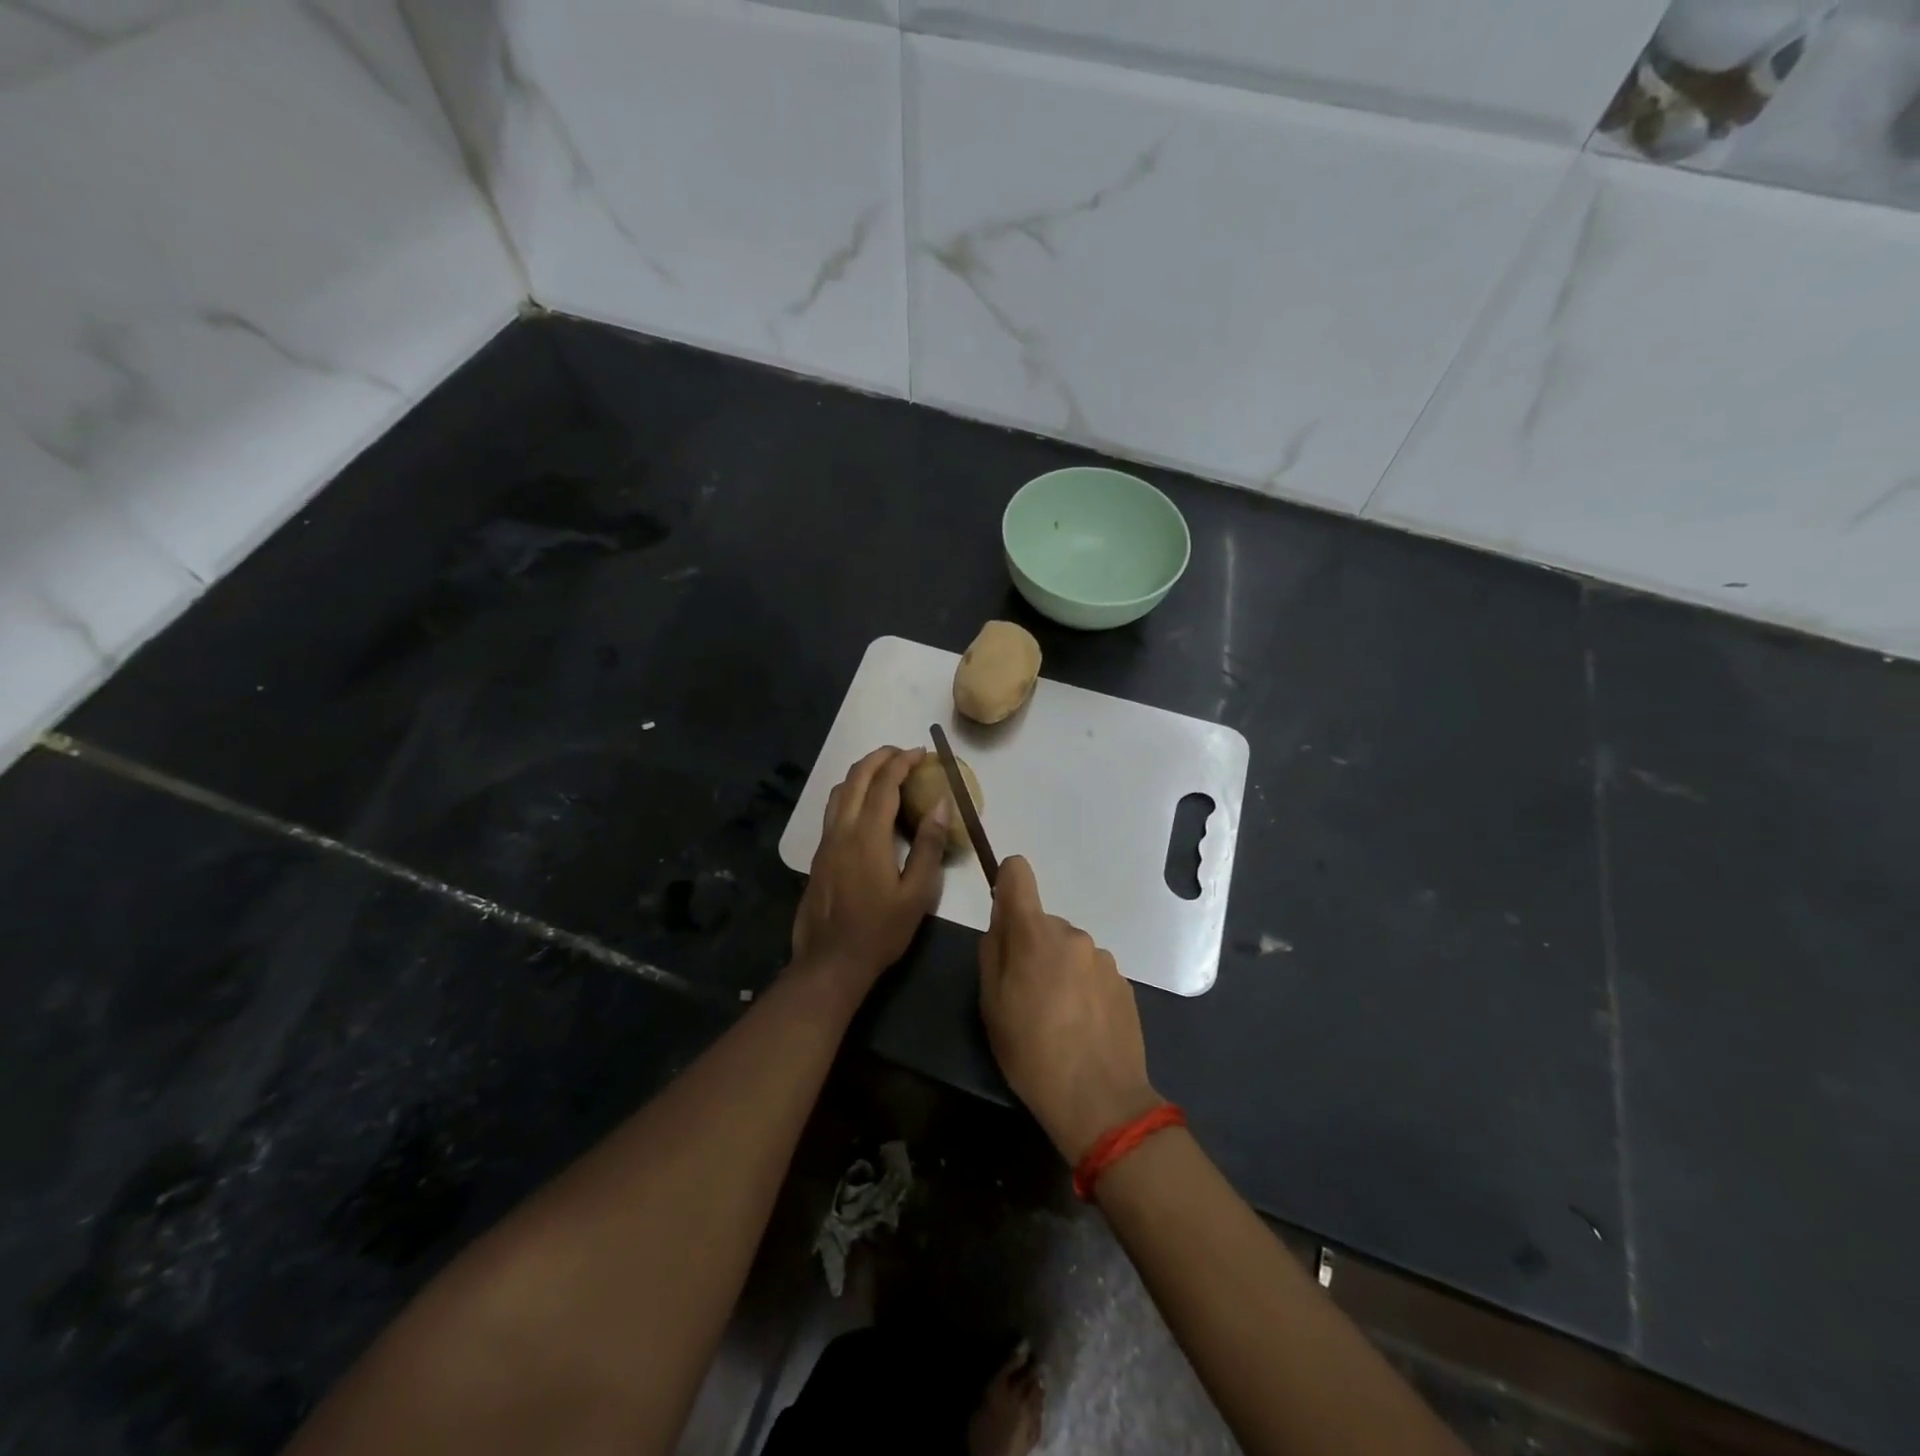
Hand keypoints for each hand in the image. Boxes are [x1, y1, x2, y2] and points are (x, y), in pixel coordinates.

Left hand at [793, 747, 948, 985]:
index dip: (902, 762)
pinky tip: (865, 806)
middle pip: (856, 777)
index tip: (921, 752)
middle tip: (903, 754)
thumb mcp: (917, 893)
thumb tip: (941, 803)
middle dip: (880, 757)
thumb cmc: (880, 931)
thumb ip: (930, 846)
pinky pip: (833, 809)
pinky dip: (850, 792)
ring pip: (839, 791)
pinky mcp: (818, 855)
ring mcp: (825, 842)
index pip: (884, 783)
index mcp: (868, 835)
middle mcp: (842, 830)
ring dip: (861, 773)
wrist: (830, 962)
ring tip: (884, 773)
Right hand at [978, 856, 1160, 1161]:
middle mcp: (1072, 933)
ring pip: (1068, 949)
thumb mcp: (991, 1005)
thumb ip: (992, 952)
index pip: (1018, 873)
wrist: (1100, 1100)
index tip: (1003, 915)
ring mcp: (1102, 957)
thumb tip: (1001, 922)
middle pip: (1042, 923)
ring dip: (1059, 968)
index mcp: (1035, 933)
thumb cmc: (1031, 1052)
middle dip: (1032, 946)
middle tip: (1025, 994)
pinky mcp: (1123, 981)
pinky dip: (1082, 987)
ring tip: (1057, 1017)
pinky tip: (1081, 1025)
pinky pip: (1091, 970)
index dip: (1006, 883)